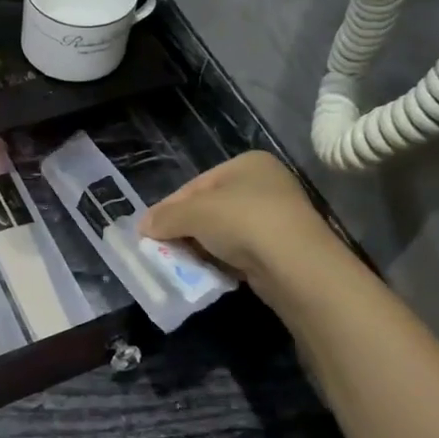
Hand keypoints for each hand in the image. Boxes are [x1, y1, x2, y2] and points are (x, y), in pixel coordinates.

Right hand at [142, 151, 335, 290]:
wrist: (295, 265)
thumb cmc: (242, 222)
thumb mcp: (194, 213)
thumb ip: (165, 217)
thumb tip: (143, 226)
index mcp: (247, 164)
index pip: (196, 184)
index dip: (170, 207)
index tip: (150, 230)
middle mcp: (265, 184)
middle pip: (210, 208)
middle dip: (185, 229)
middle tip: (162, 249)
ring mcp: (277, 217)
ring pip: (225, 232)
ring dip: (202, 247)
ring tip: (181, 264)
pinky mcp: (282, 249)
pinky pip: (241, 252)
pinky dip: (222, 261)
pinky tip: (208, 273)